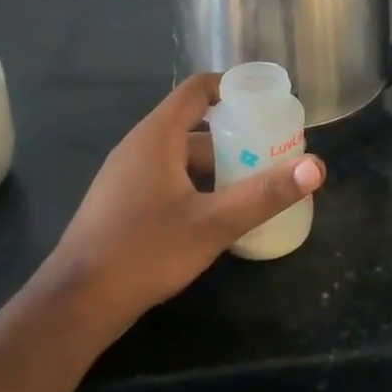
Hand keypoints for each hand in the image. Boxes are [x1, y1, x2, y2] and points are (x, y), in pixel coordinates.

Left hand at [44, 74, 324, 329]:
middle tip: (271, 152)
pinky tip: (215, 213)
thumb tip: (316, 166)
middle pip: (194, 125)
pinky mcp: (120, 202)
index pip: (198, 89)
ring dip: (216, 165)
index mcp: (158, 136)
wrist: (75, 304)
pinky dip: (195, 184)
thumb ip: (265, 194)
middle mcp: (139, 146)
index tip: (266, 101)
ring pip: (180, 156)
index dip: (232, 87)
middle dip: (233, 136)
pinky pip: (166, 177)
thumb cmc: (145, 251)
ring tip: (252, 184)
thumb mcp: (213, 223)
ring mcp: (125, 175)